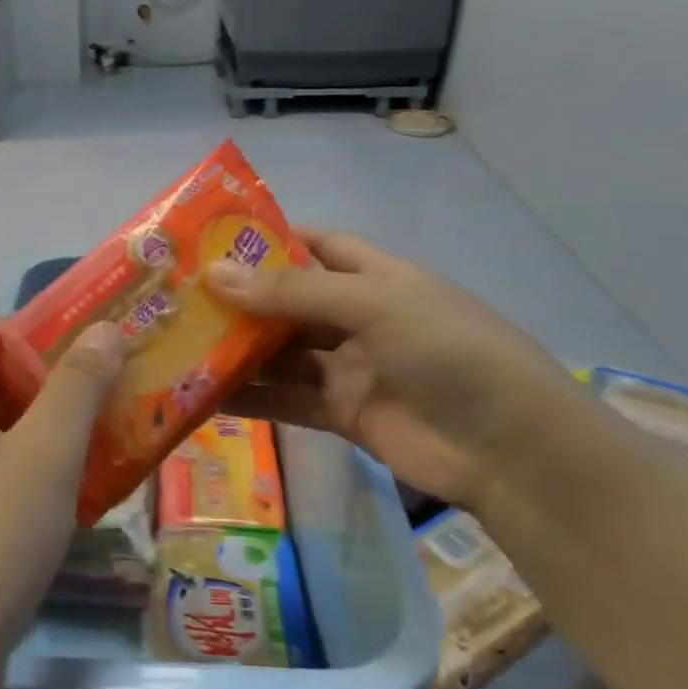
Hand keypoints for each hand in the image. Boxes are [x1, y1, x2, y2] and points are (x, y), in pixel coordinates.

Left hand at [0, 322, 124, 688]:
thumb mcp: (46, 453)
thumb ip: (76, 385)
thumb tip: (102, 327)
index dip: (18, 330)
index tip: (74, 344)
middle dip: (42, 384)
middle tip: (100, 392)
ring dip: (39, 436)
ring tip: (96, 445)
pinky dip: (26, 482)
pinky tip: (64, 509)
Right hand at [208, 231, 578, 511]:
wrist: (509, 449)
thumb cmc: (448, 351)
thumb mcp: (373, 304)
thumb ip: (293, 293)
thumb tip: (215, 273)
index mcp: (376, 277)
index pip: (318, 246)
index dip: (272, 240)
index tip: (214, 239)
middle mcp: (359, 318)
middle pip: (290, 302)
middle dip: (241, 299)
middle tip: (178, 296)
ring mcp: (350, 368)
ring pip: (282, 353)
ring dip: (238, 350)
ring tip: (179, 343)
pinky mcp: (342, 414)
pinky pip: (286, 399)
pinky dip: (249, 398)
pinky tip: (203, 395)